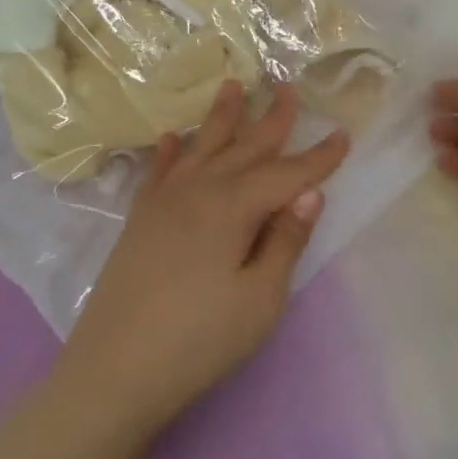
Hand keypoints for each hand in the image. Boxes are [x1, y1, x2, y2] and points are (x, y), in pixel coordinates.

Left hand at [56, 81, 348, 453]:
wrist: (114, 371)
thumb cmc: (199, 340)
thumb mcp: (260, 299)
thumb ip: (285, 242)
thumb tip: (309, 195)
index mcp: (231, 208)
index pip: (285, 174)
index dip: (318, 157)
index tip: (343, 134)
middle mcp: (196, 192)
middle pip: (242, 148)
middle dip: (270, 120)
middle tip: (287, 88)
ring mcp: (162, 204)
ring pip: (198, 148)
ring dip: (220, 118)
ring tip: (233, 86)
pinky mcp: (138, 221)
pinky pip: (157, 172)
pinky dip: (167, 152)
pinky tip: (169, 138)